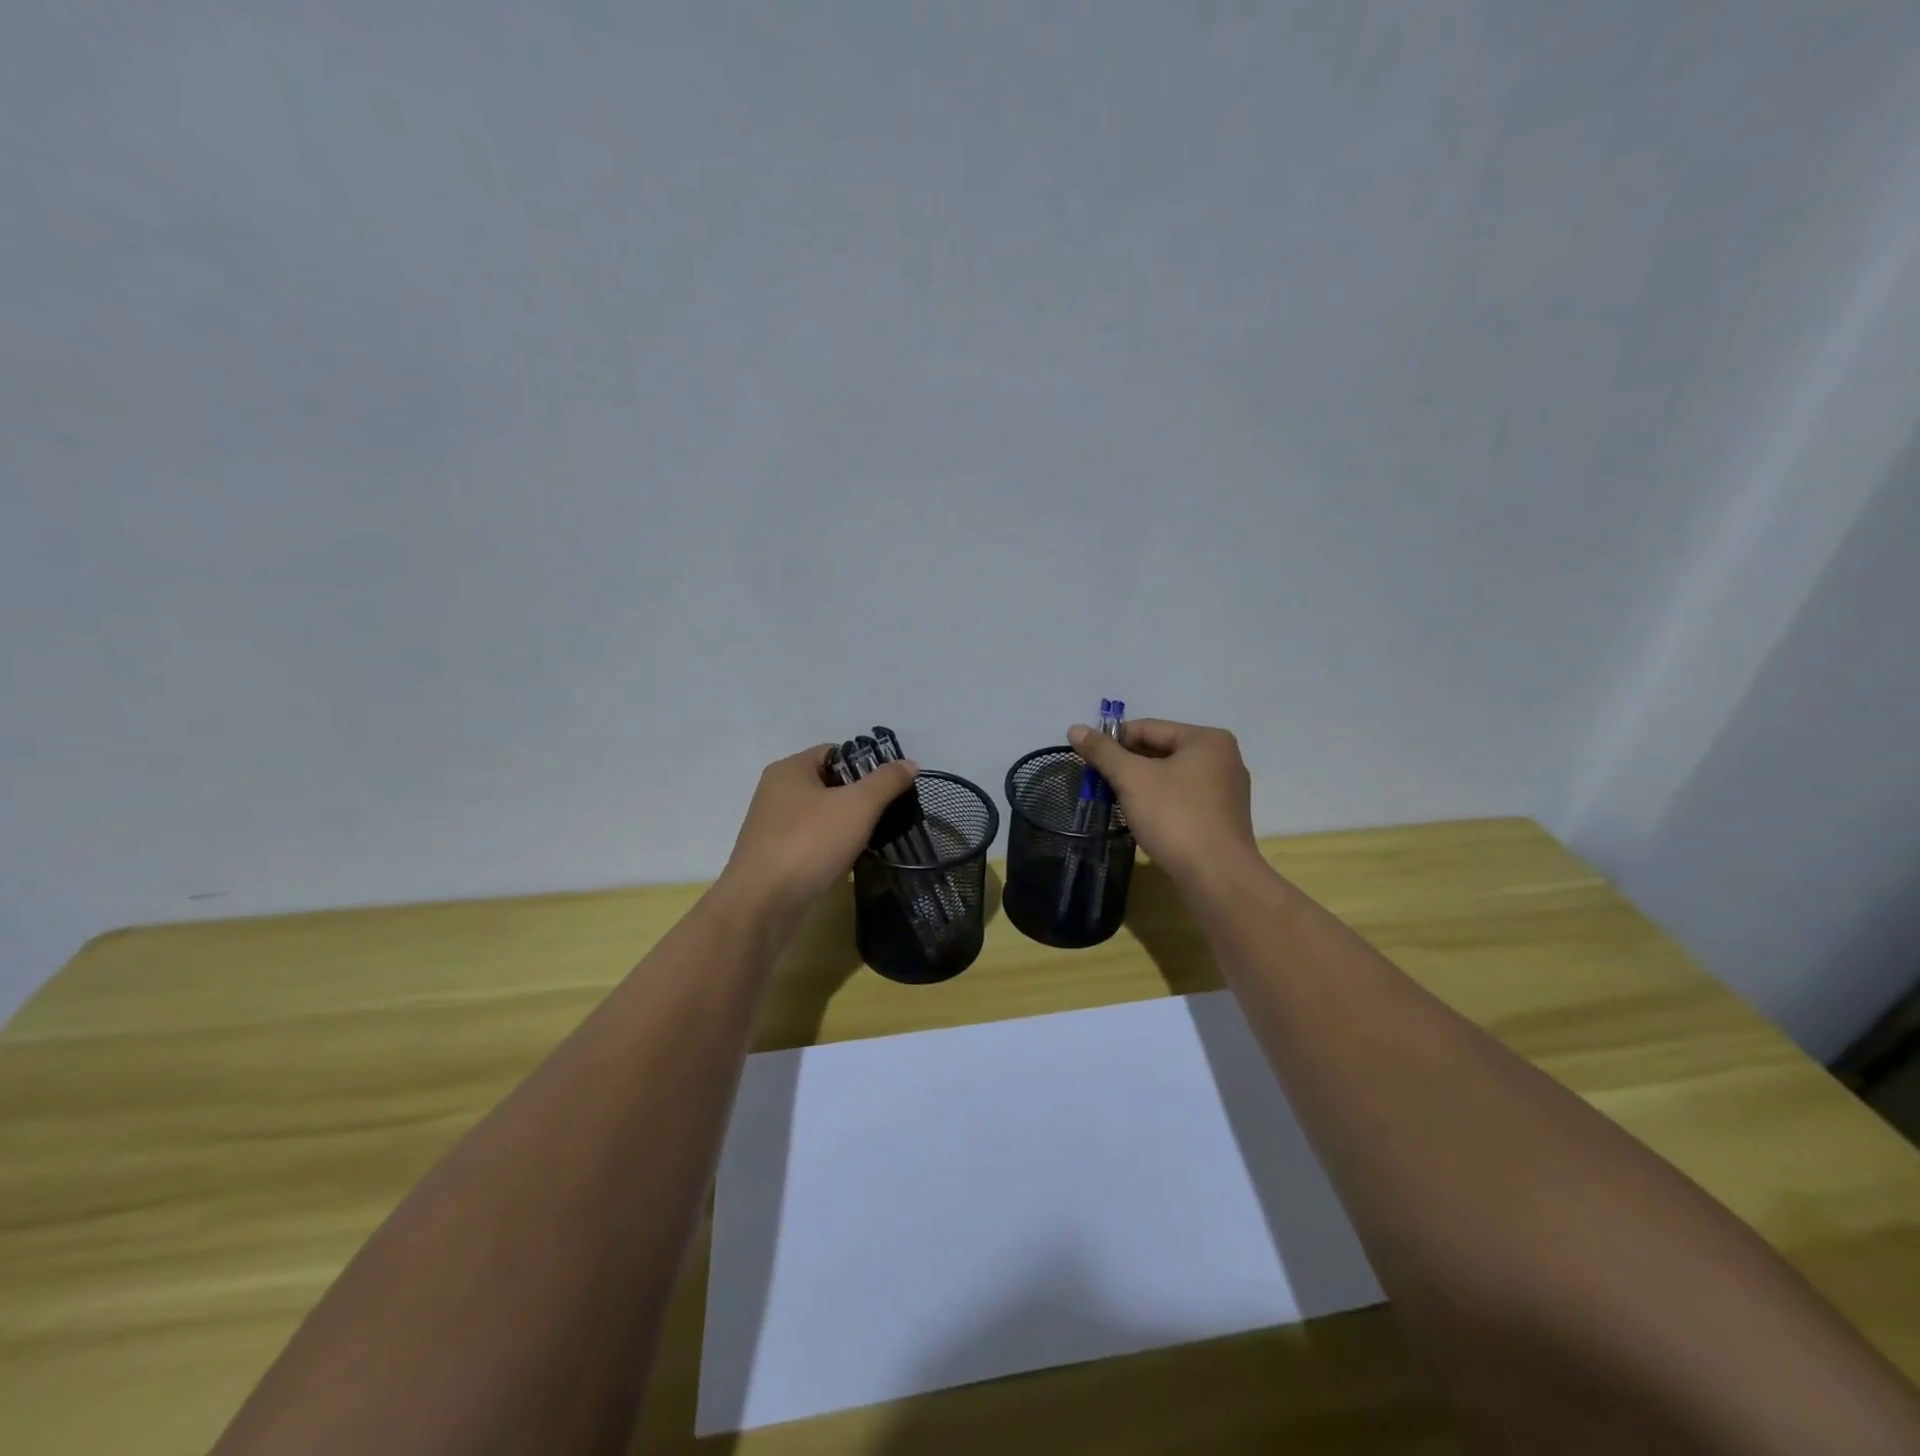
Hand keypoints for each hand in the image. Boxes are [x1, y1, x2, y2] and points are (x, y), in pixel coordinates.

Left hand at [720, 744, 918, 913]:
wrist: (762, 905)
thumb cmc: (809, 843)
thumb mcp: (857, 806)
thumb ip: (886, 781)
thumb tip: (909, 763)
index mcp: (790, 769)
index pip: (835, 752)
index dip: (866, 764)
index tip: (891, 786)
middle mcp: (776, 792)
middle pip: (829, 783)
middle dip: (859, 796)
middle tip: (888, 812)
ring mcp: (773, 826)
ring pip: (821, 814)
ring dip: (847, 824)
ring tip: (875, 837)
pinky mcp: (774, 856)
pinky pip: (811, 840)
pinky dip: (832, 846)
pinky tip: (850, 859)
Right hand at [1067, 718, 1260, 891]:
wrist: (1216, 876)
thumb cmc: (1174, 817)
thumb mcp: (1132, 779)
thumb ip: (1103, 752)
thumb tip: (1075, 729)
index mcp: (1206, 739)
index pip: (1148, 728)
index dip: (1113, 741)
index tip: (1087, 759)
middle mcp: (1222, 758)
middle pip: (1161, 750)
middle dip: (1127, 765)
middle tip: (1097, 781)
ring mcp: (1226, 790)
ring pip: (1171, 776)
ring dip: (1140, 784)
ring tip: (1114, 799)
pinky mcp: (1222, 817)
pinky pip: (1182, 797)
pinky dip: (1159, 801)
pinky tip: (1141, 816)